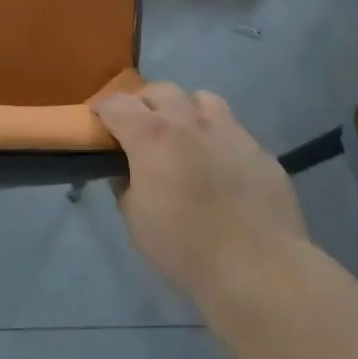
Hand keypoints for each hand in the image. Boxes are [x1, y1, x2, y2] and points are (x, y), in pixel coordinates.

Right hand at [95, 84, 309, 298]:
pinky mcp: (258, 149)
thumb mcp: (135, 220)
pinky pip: (232, 129)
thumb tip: (126, 171)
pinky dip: (217, 138)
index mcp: (151, 135)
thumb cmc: (184, 246)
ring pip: (200, 99)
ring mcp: (229, 130)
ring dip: (185, 110)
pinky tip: (220, 167)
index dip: (102, 111)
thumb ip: (125, 186)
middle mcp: (188, 121)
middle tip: (139, 132)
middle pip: (158, 90)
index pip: (116, 104)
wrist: (258, 267)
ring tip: (184, 137)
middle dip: (143, 104)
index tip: (99, 125)